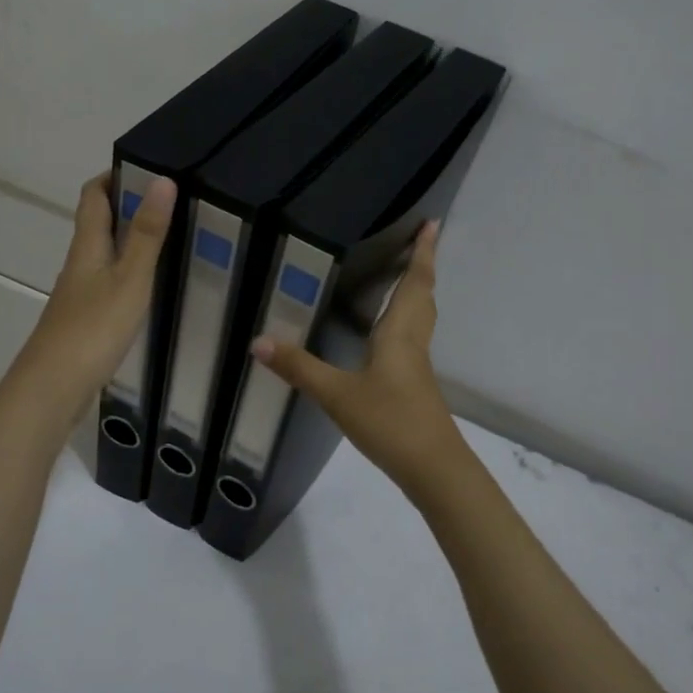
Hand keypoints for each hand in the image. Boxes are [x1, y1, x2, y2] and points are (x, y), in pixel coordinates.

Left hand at [17, 172, 175, 413]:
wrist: (52, 388)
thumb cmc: (93, 328)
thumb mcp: (130, 278)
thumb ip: (147, 233)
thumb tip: (161, 179)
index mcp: (88, 245)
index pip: (93, 194)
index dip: (114, 175)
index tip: (149, 168)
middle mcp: (80, 262)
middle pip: (99, 221)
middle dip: (129, 205)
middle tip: (173, 201)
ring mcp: (80, 292)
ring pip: (105, 252)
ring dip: (132, 238)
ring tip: (172, 237)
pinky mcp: (85, 318)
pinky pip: (109, 280)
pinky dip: (130, 270)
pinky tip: (152, 284)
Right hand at [249, 221, 469, 500]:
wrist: (434, 469)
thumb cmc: (390, 421)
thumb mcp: (338, 395)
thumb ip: (299, 368)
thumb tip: (258, 341)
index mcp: (400, 333)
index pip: (415, 282)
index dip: (423, 253)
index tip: (434, 223)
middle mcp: (414, 342)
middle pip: (423, 296)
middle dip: (421, 267)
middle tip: (418, 241)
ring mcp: (418, 365)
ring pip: (421, 317)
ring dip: (417, 292)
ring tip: (405, 276)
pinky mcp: (416, 385)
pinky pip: (413, 338)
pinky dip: (406, 320)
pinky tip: (387, 334)